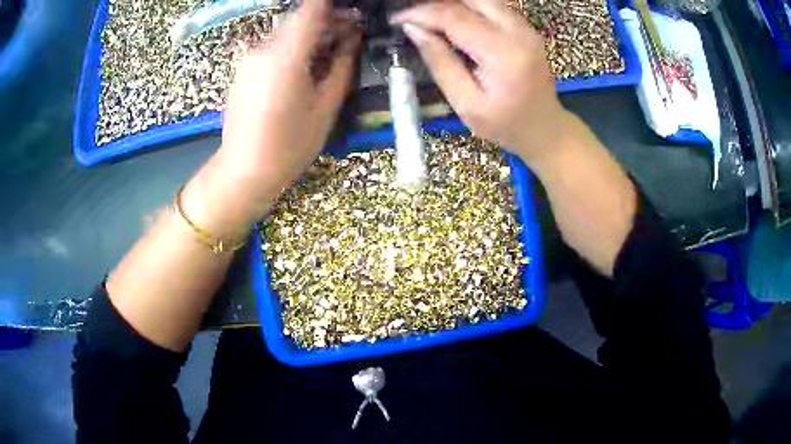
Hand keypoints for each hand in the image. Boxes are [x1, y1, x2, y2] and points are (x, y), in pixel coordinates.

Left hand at [211, 0, 361, 219]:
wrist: (244, 170)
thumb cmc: (290, 144)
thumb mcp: (326, 105)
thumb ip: (343, 63)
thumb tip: (353, 35)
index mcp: (286, 55)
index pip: (311, 8)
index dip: (332, 6)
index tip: (350, 12)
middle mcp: (263, 48)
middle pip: (299, 19)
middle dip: (327, 20)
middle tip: (350, 35)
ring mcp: (249, 57)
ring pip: (286, 32)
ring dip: (310, 35)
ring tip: (329, 53)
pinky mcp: (242, 68)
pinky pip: (272, 47)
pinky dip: (292, 47)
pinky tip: (304, 66)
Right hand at [392, 0, 569, 160]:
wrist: (545, 127)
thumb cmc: (505, 125)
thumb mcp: (466, 103)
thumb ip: (440, 62)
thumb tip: (413, 29)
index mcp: (503, 54)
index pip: (455, 18)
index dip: (421, 13)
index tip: (397, 19)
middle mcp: (518, 32)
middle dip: (436, 3)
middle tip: (412, 15)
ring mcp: (525, 27)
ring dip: (452, 4)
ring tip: (428, 17)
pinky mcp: (525, 27)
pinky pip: (492, 6)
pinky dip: (468, 7)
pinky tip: (452, 20)